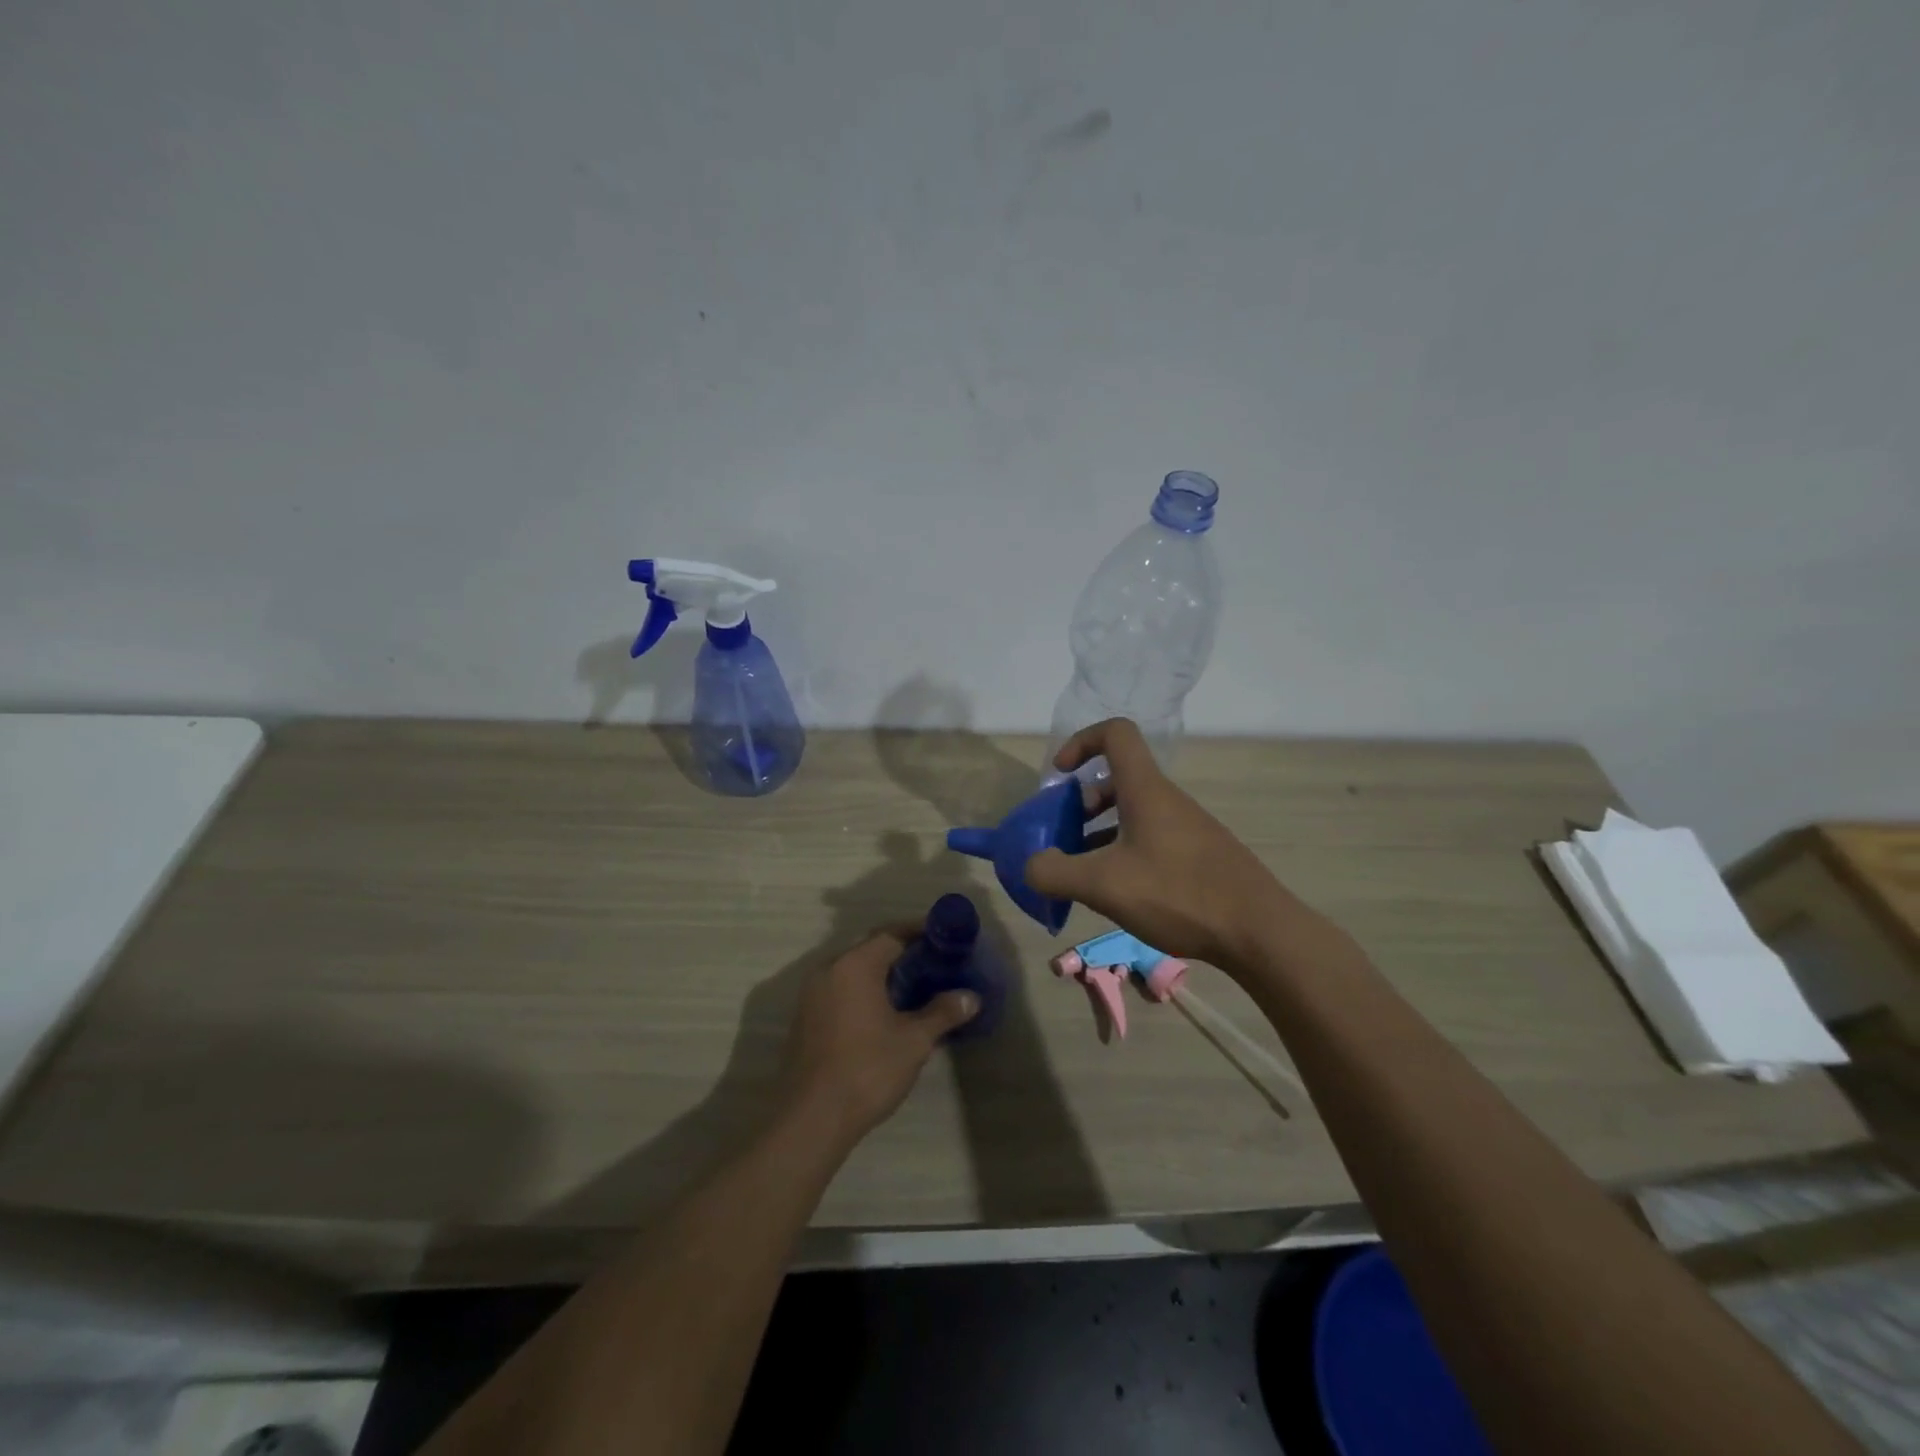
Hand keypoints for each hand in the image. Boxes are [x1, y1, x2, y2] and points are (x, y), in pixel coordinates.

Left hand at [780, 924, 978, 1147]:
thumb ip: (942, 1012)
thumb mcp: (914, 1041)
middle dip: (902, 954)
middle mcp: (828, 970)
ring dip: (881, 975)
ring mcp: (811, 995)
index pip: (891, 934)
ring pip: (853, 972)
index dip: (919, 934)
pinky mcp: (805, 1019)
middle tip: (934, 965)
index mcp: (854, 965)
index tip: (944, 939)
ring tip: (914, 990)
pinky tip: (883, 1014)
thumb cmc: (867, 1069)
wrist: (812, 1119)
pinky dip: (862, 993)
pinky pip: (839, 992)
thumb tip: (971, 997)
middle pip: (870, 950)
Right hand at [1024, 718, 1281, 968]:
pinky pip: (1151, 838)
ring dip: (1101, 832)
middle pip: (1118, 779)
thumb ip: (1055, 873)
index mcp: (1145, 790)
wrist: (1259, 932)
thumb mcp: (1104, 885)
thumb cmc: (1178, 894)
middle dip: (1082, 802)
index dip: (1081, 741)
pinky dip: (1125, 852)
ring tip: (1084, 872)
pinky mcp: (1199, 856)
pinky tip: (1119, 893)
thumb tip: (1031, 865)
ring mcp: (1187, 828)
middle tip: (1065, 836)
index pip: (1115, 734)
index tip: (1061, 775)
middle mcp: (1167, 800)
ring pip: (1134, 813)